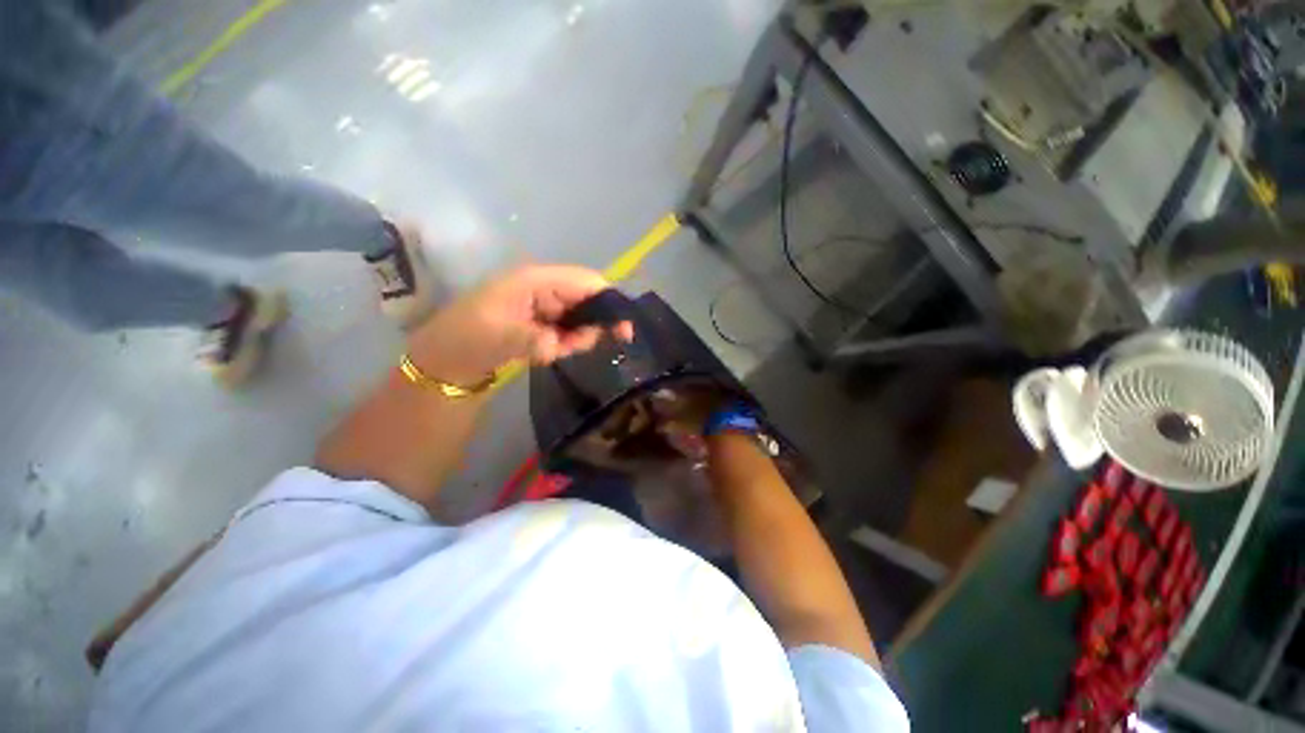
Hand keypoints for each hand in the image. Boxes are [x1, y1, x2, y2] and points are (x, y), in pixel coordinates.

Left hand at [408, 264, 633, 383]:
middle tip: (577, 347)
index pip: (586, 281)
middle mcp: (544, 288)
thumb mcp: (497, 338)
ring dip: (577, 337)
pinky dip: (567, 343)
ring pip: (581, 316)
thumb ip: (533, 338)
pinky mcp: (542, 322)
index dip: (610, 301)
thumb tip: (561, 343)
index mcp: (536, 280)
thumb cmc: (466, 339)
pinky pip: (568, 329)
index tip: (624, 330)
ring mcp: (543, 305)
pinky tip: (549, 352)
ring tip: (553, 351)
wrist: (444, 360)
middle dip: (593, 324)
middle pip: (588, 298)